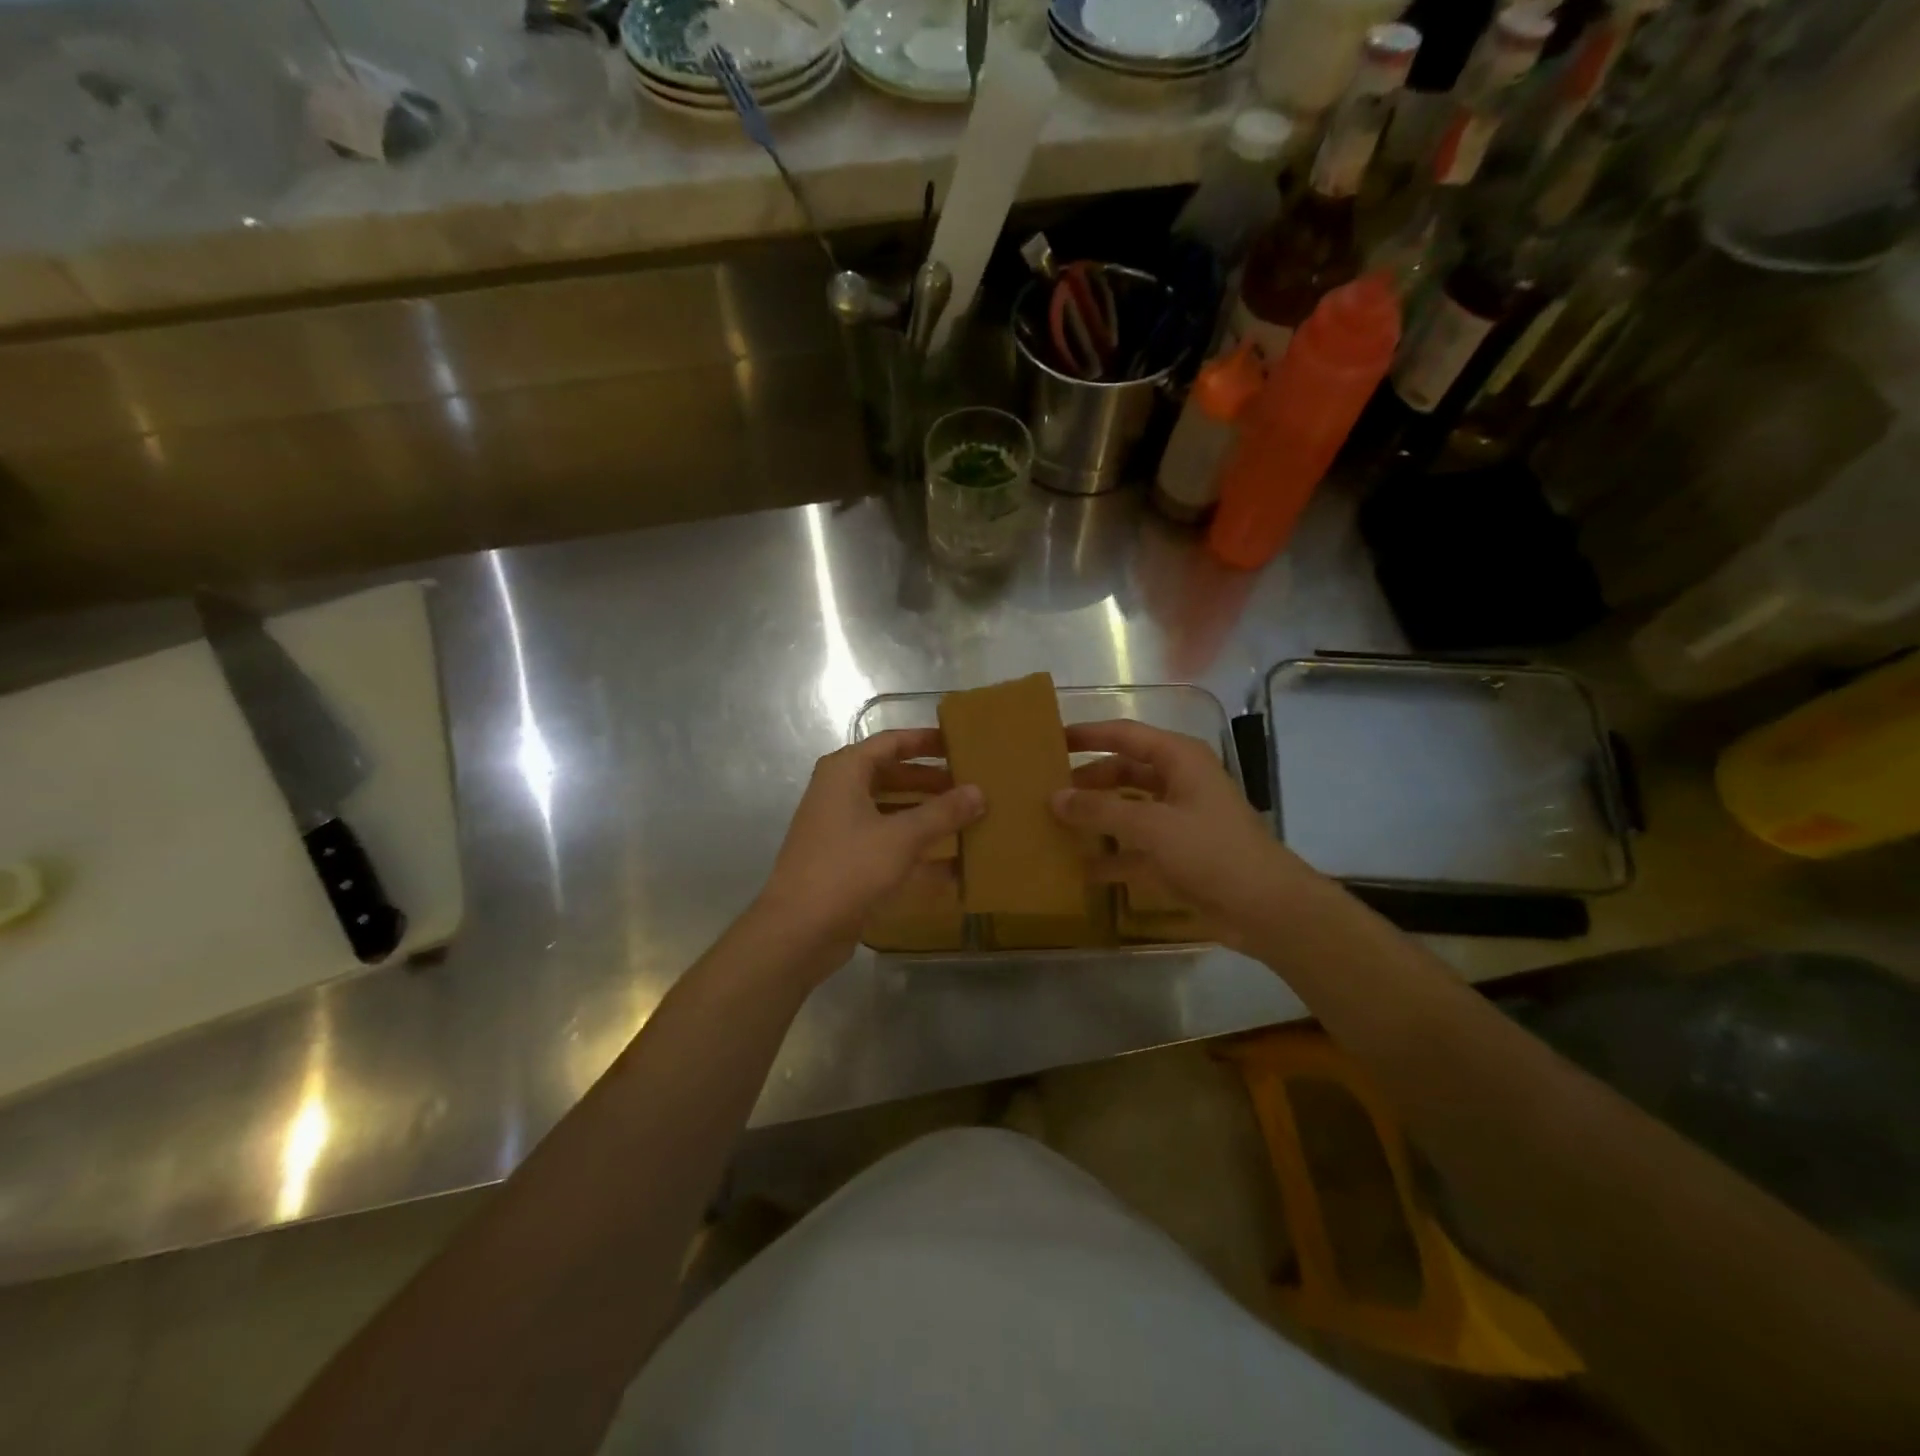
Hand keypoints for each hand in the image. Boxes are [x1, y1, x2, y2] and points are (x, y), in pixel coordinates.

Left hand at [756, 729, 982, 963]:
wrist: (799, 930)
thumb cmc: (849, 868)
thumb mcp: (902, 837)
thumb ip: (943, 813)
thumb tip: (979, 792)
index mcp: (845, 772)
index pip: (891, 743)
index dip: (925, 741)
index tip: (959, 744)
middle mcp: (839, 794)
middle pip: (891, 776)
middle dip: (930, 781)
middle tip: (970, 785)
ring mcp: (840, 830)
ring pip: (890, 811)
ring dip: (925, 815)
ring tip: (967, 819)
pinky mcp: (845, 862)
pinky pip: (886, 844)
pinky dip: (915, 849)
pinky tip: (952, 863)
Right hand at [1053, 719, 1304, 942]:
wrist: (1265, 909)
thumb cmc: (1211, 852)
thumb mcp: (1151, 826)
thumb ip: (1100, 809)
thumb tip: (1054, 797)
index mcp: (1180, 760)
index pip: (1125, 735)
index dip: (1089, 735)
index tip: (1052, 739)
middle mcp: (1178, 783)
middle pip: (1123, 772)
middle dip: (1088, 780)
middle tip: (1046, 789)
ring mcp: (1178, 821)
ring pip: (1127, 810)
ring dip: (1096, 817)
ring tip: (1053, 823)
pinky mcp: (1176, 856)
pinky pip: (1134, 848)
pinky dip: (1110, 856)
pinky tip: (1078, 868)